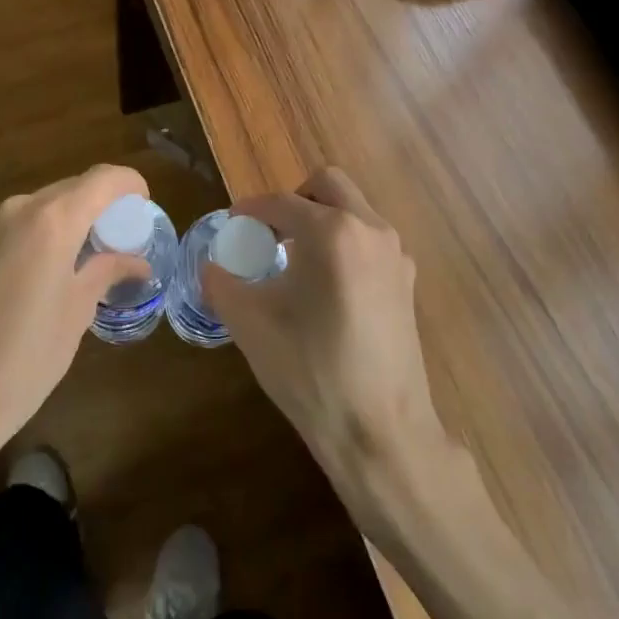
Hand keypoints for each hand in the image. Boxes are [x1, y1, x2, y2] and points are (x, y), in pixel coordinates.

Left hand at [0, 164, 149, 494]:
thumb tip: (136, 261)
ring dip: (73, 218)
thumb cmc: (27, 356)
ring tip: (93, 256)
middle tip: (124, 237)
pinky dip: (47, 233)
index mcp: (52, 220)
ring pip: (45, 205)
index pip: (102, 178)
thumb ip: (106, 272)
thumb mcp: (77, 312)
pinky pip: (22, 225)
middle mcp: (20, 209)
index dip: (129, 184)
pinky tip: (56, 269)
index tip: (145, 206)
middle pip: (72, 188)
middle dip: (102, 203)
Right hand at [201, 167, 450, 524]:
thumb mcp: (251, 325)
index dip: (250, 210)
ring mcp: (396, 255)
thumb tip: (211, 266)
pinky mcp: (407, 282)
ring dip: (321, 220)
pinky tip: (325, 286)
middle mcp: (371, 230)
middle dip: (293, 201)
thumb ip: (222, 284)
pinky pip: (369, 240)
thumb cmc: (311, 373)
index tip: (231, 225)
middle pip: (328, 186)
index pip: (281, 203)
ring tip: (293, 260)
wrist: (381, 432)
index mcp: (333, 232)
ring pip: (353, 210)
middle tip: (268, 233)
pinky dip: (343, 243)